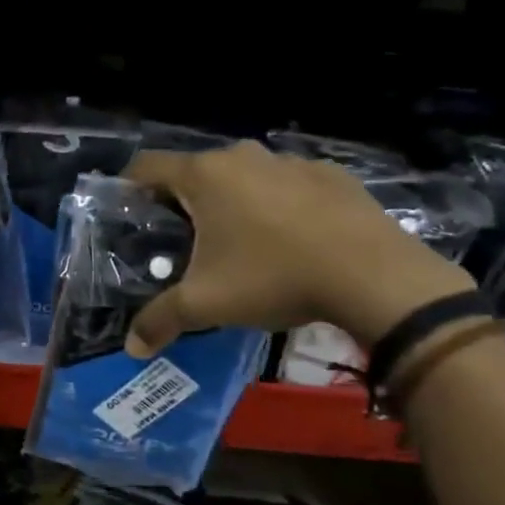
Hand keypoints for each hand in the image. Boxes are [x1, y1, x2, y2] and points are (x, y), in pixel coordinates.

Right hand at [121, 142, 474, 357]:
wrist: (375, 276)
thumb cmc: (274, 278)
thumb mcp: (206, 304)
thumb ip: (160, 321)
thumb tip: (132, 347)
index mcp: (204, 176)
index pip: (146, 166)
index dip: (129, 187)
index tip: (128, 216)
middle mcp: (242, 157)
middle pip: (194, 172)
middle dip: (182, 202)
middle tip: (180, 242)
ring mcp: (291, 162)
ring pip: (243, 176)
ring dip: (231, 202)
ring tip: (237, 243)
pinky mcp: (331, 175)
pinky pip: (286, 185)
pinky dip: (276, 204)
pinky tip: (288, 240)